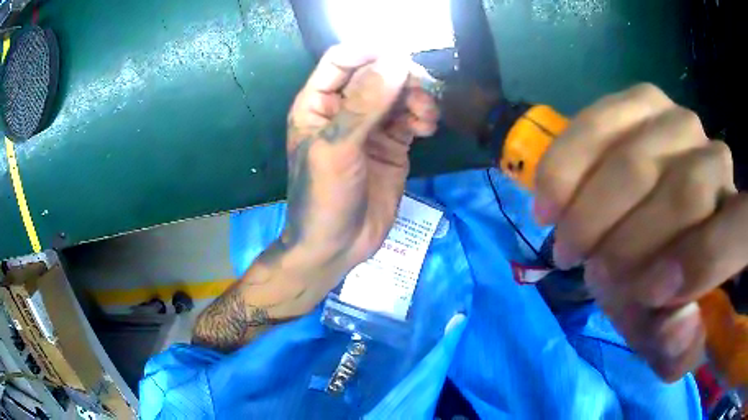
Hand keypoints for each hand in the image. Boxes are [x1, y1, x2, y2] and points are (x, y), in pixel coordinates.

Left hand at [283, 45, 438, 288]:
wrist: (337, 246)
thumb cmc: (323, 198)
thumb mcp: (336, 150)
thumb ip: (363, 106)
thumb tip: (395, 62)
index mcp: (317, 103)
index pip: (342, 60)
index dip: (369, 52)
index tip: (400, 58)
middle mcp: (344, 108)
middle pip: (376, 73)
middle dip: (401, 77)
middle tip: (420, 91)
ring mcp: (370, 126)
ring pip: (398, 93)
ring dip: (417, 98)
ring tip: (426, 119)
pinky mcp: (393, 144)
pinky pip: (412, 117)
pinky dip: (423, 116)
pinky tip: (427, 129)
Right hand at [534, 84, 746, 381]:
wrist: (648, 232)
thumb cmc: (664, 288)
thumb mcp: (669, 334)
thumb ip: (676, 346)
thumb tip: (681, 322)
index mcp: (739, 227)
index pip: (733, 235)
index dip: (694, 265)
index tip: (648, 297)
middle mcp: (719, 162)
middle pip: (684, 193)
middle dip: (628, 243)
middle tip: (589, 273)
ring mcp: (680, 122)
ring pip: (637, 160)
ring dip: (591, 207)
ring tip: (565, 237)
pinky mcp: (641, 101)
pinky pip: (599, 123)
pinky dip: (568, 164)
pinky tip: (550, 196)